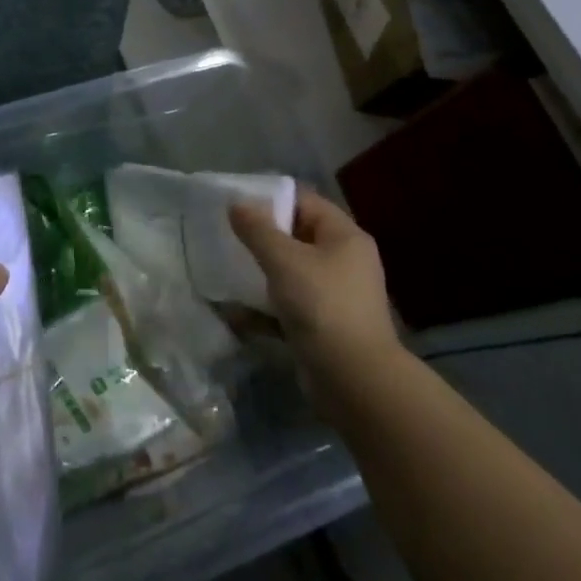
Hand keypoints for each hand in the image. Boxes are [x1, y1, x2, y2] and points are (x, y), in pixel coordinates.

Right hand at [229, 188, 403, 426]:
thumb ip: (258, 230)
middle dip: (261, 236)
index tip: (235, 204)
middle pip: (297, 236)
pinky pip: (288, 306)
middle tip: (226, 235)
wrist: (355, 381)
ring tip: (225, 268)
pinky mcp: (323, 326)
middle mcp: (344, 261)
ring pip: (290, 273)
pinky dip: (264, 308)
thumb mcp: (284, 261)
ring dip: (260, 273)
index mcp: (344, 237)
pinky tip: (234, 312)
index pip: (305, 202)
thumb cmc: (322, 306)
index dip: (271, 198)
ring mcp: (335, 296)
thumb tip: (237, 204)